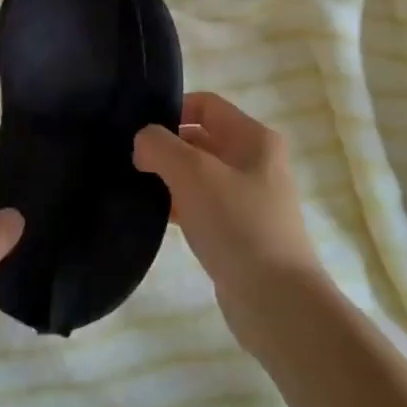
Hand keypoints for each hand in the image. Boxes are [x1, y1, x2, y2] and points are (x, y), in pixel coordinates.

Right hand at [133, 92, 324, 356]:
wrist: (277, 302)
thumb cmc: (237, 225)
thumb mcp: (192, 174)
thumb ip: (160, 146)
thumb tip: (143, 142)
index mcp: (254, 138)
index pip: (205, 105)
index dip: (171, 110)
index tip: (138, 130)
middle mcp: (255, 162)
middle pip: (201, 138)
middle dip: (166, 146)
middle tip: (129, 159)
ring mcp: (249, 199)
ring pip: (199, 174)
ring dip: (169, 177)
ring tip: (135, 186)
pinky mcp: (240, 231)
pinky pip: (203, 206)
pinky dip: (179, 205)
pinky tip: (155, 216)